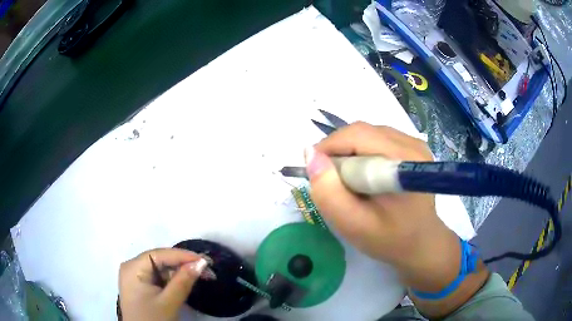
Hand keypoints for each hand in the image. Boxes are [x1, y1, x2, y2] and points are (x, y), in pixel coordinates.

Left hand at [119, 248, 208, 320]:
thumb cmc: (153, 319)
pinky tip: (184, 283)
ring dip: (179, 273)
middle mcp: (131, 267)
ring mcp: (134, 276)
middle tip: (206, 270)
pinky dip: (171, 280)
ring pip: (160, 268)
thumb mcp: (169, 302)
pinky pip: (157, 276)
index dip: (183, 255)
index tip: (205, 260)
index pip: (159, 255)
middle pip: (160, 260)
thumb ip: (183, 281)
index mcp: (133, 268)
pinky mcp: (139, 284)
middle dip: (183, 264)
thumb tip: (201, 263)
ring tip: (199, 276)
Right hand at [305, 122, 488, 316]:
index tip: (315, 171)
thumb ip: (328, 192)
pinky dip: (362, 153)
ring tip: (347, 180)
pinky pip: (377, 140)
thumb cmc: (389, 239)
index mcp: (404, 161)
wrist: (421, 244)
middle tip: (330, 179)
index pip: (358, 135)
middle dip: (338, 150)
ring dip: (349, 152)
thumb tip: (310, 154)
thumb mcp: (352, 224)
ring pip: (368, 134)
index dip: (329, 147)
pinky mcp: (413, 148)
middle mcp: (413, 144)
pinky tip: (364, 175)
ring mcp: (415, 144)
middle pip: (362, 132)